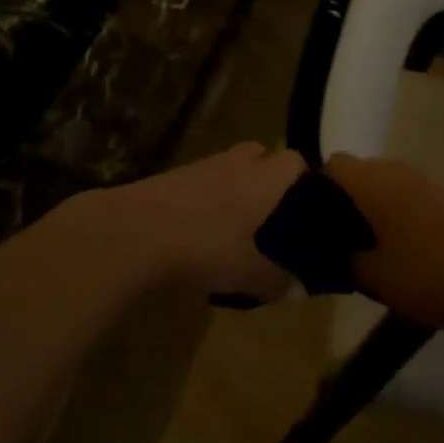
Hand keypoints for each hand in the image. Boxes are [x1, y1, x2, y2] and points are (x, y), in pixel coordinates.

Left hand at [110, 142, 305, 301]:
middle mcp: (237, 162)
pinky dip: (209, 199)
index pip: (295, 160)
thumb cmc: (203, 246)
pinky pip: (204, 181)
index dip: (305, 180)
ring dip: (236, 189)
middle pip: (261, 155)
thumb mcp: (247, 273)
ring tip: (236, 229)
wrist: (134, 231)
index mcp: (263, 178)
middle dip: (268, 180)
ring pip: (231, 169)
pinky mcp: (174, 176)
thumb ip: (278, 279)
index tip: (308, 210)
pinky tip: (202, 231)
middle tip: (271, 218)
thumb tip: (299, 287)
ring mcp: (202, 165)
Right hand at [325, 153, 443, 333]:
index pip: (334, 164)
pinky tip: (416, 248)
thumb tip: (334, 255)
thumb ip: (346, 262)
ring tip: (380, 245)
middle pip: (363, 171)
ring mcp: (431, 179)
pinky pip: (418, 194)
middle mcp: (399, 169)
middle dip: (351, 199)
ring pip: (392, 182)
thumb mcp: (374, 278)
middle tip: (347, 237)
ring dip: (382, 205)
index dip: (320, 187)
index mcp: (372, 182)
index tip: (317, 219)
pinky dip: (409, 212)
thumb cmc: (425, 275)